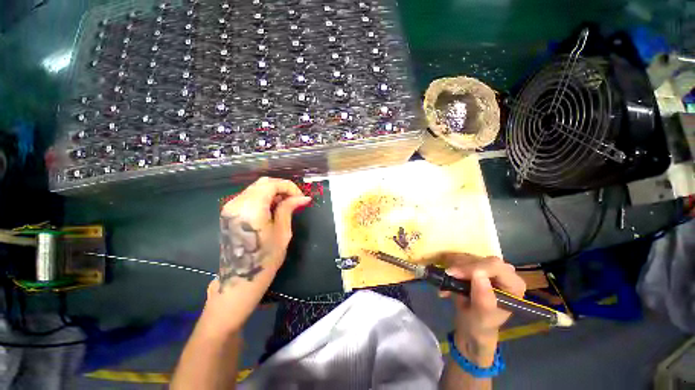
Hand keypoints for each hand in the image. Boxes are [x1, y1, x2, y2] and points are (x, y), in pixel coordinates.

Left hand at [199, 177, 309, 334]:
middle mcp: (237, 203)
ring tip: (285, 204)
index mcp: (251, 208)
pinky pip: (249, 196)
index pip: (272, 184)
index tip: (300, 197)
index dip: (289, 187)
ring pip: (255, 188)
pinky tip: (272, 208)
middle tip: (295, 199)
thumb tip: (304, 197)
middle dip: (282, 187)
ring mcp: (230, 207)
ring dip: (273, 192)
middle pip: (263, 183)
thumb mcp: (282, 232)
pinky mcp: (229, 212)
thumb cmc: (265, 259)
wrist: (239, 280)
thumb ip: (289, 209)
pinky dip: (263, 197)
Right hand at [438, 254, 525, 365]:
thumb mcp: (482, 317)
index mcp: (513, 285)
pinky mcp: (476, 266)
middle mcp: (504, 273)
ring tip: (445, 280)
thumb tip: (478, 274)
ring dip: (454, 266)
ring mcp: (489, 269)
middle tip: (447, 275)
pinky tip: (446, 277)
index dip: (473, 267)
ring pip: (470, 257)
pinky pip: (461, 259)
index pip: (495, 267)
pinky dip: (450, 265)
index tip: (454, 273)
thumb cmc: (480, 325)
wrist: (471, 326)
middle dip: (462, 266)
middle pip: (481, 260)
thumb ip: (483, 298)